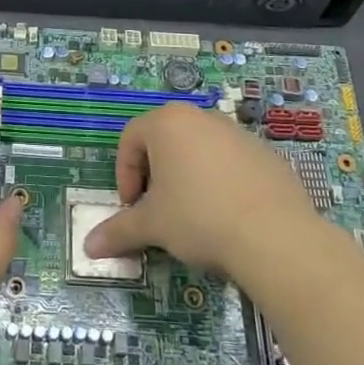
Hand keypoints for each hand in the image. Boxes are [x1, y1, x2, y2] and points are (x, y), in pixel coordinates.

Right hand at [83, 102, 318, 275]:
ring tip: (193, 217)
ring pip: (200, 152)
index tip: (132, 208)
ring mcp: (238, 133)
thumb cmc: (198, 218)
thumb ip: (118, 231)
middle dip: (155, 176)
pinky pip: (231, 164)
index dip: (125, 175)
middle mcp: (202, 117)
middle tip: (158, 211)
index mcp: (167, 123)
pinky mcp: (267, 154)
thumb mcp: (152, 226)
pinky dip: (221, 184)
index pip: (130, 139)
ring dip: (188, 179)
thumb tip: (88, 247)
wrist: (275, 236)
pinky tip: (228, 218)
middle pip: (165, 142)